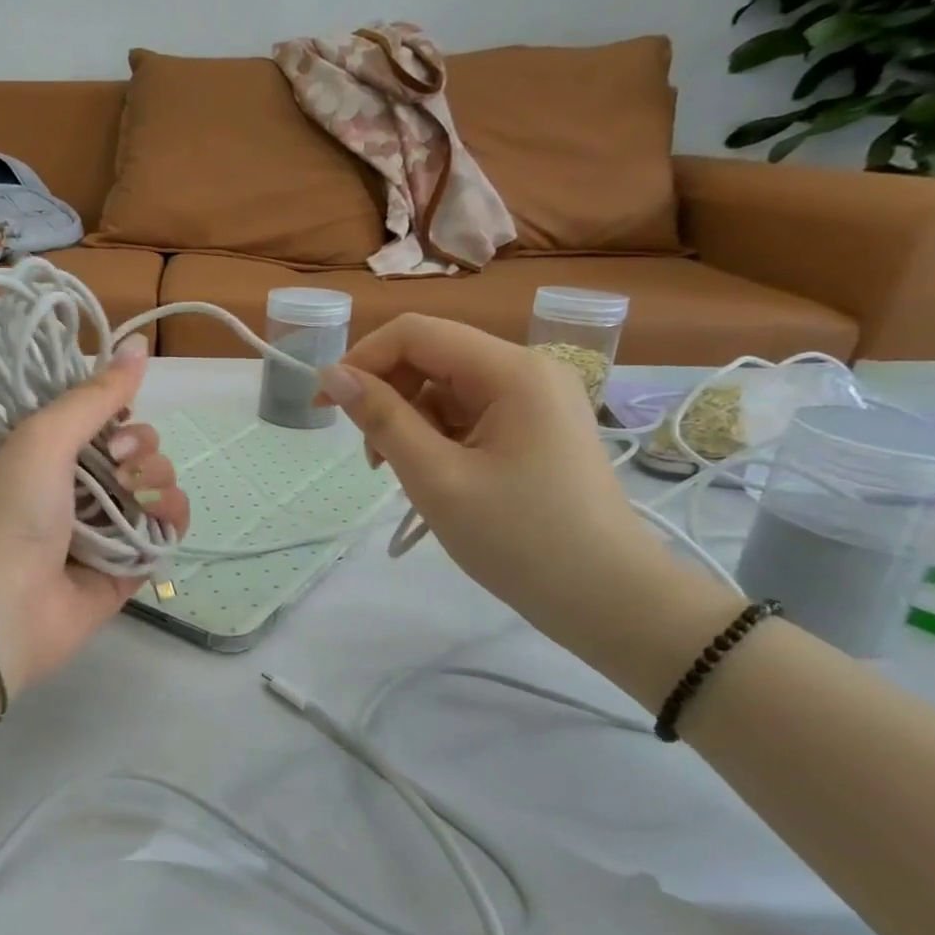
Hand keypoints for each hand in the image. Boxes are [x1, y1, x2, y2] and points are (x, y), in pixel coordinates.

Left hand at [0, 336, 189, 690]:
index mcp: (56, 450)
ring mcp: (110, 523)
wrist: (7, 603)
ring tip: (133, 498)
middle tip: (116, 467)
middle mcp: (84, 483)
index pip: (109, 416)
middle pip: (140, 448)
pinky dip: (172, 515)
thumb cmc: (17, 510)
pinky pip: (170, 525)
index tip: (112, 425)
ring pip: (159, 482)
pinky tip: (157, 517)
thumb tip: (140, 343)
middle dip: (141, 449)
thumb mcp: (46, 436)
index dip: (121, 413)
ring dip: (159, 480)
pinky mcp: (133, 560)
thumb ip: (96, 395)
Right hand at [317, 316, 678, 644]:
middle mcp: (526, 370)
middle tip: (371, 457)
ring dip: (409, 422)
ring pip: (444, 388)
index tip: (326, 406)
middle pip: (430, 357)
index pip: (415, 333)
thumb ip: (382, 419)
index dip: (361, 360)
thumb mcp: (436, 478)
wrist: (608, 600)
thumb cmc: (521, 540)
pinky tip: (433, 476)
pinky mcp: (533, 427)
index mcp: (511, 370)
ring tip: (402, 474)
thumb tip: (333, 375)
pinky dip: (436, 437)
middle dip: (387, 396)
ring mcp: (534, 399)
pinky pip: (466, 413)